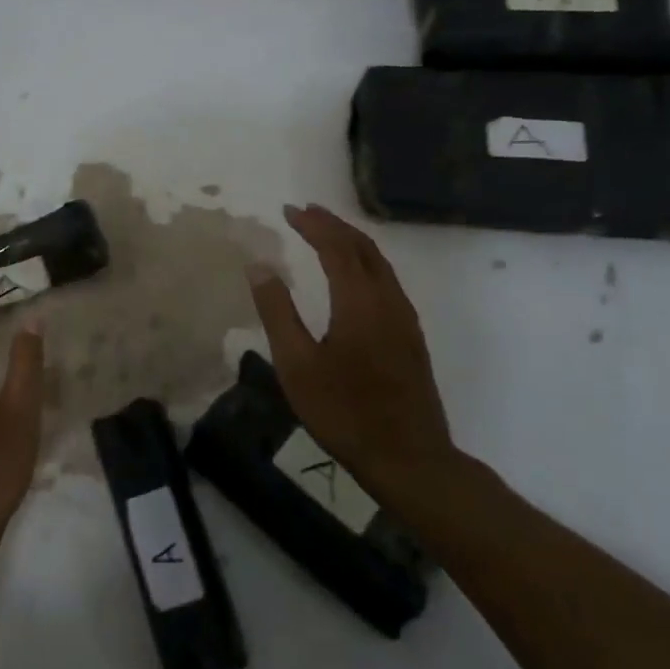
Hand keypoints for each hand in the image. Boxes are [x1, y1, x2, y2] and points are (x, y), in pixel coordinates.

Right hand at [248, 203, 456, 491]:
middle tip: (305, 212)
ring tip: (325, 234)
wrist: (409, 458)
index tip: (289, 210)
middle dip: (334, 225)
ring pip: (380, 263)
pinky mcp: (411, 336)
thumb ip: (277, 311)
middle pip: (363, 247)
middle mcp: (388, 300)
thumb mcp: (297, 365)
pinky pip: (387, 281)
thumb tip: (258, 266)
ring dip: (352, 242)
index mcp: (359, 302)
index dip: (313, 225)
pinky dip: (365, 263)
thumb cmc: (344, 412)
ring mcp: (405, 318)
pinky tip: (352, 276)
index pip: (336, 246)